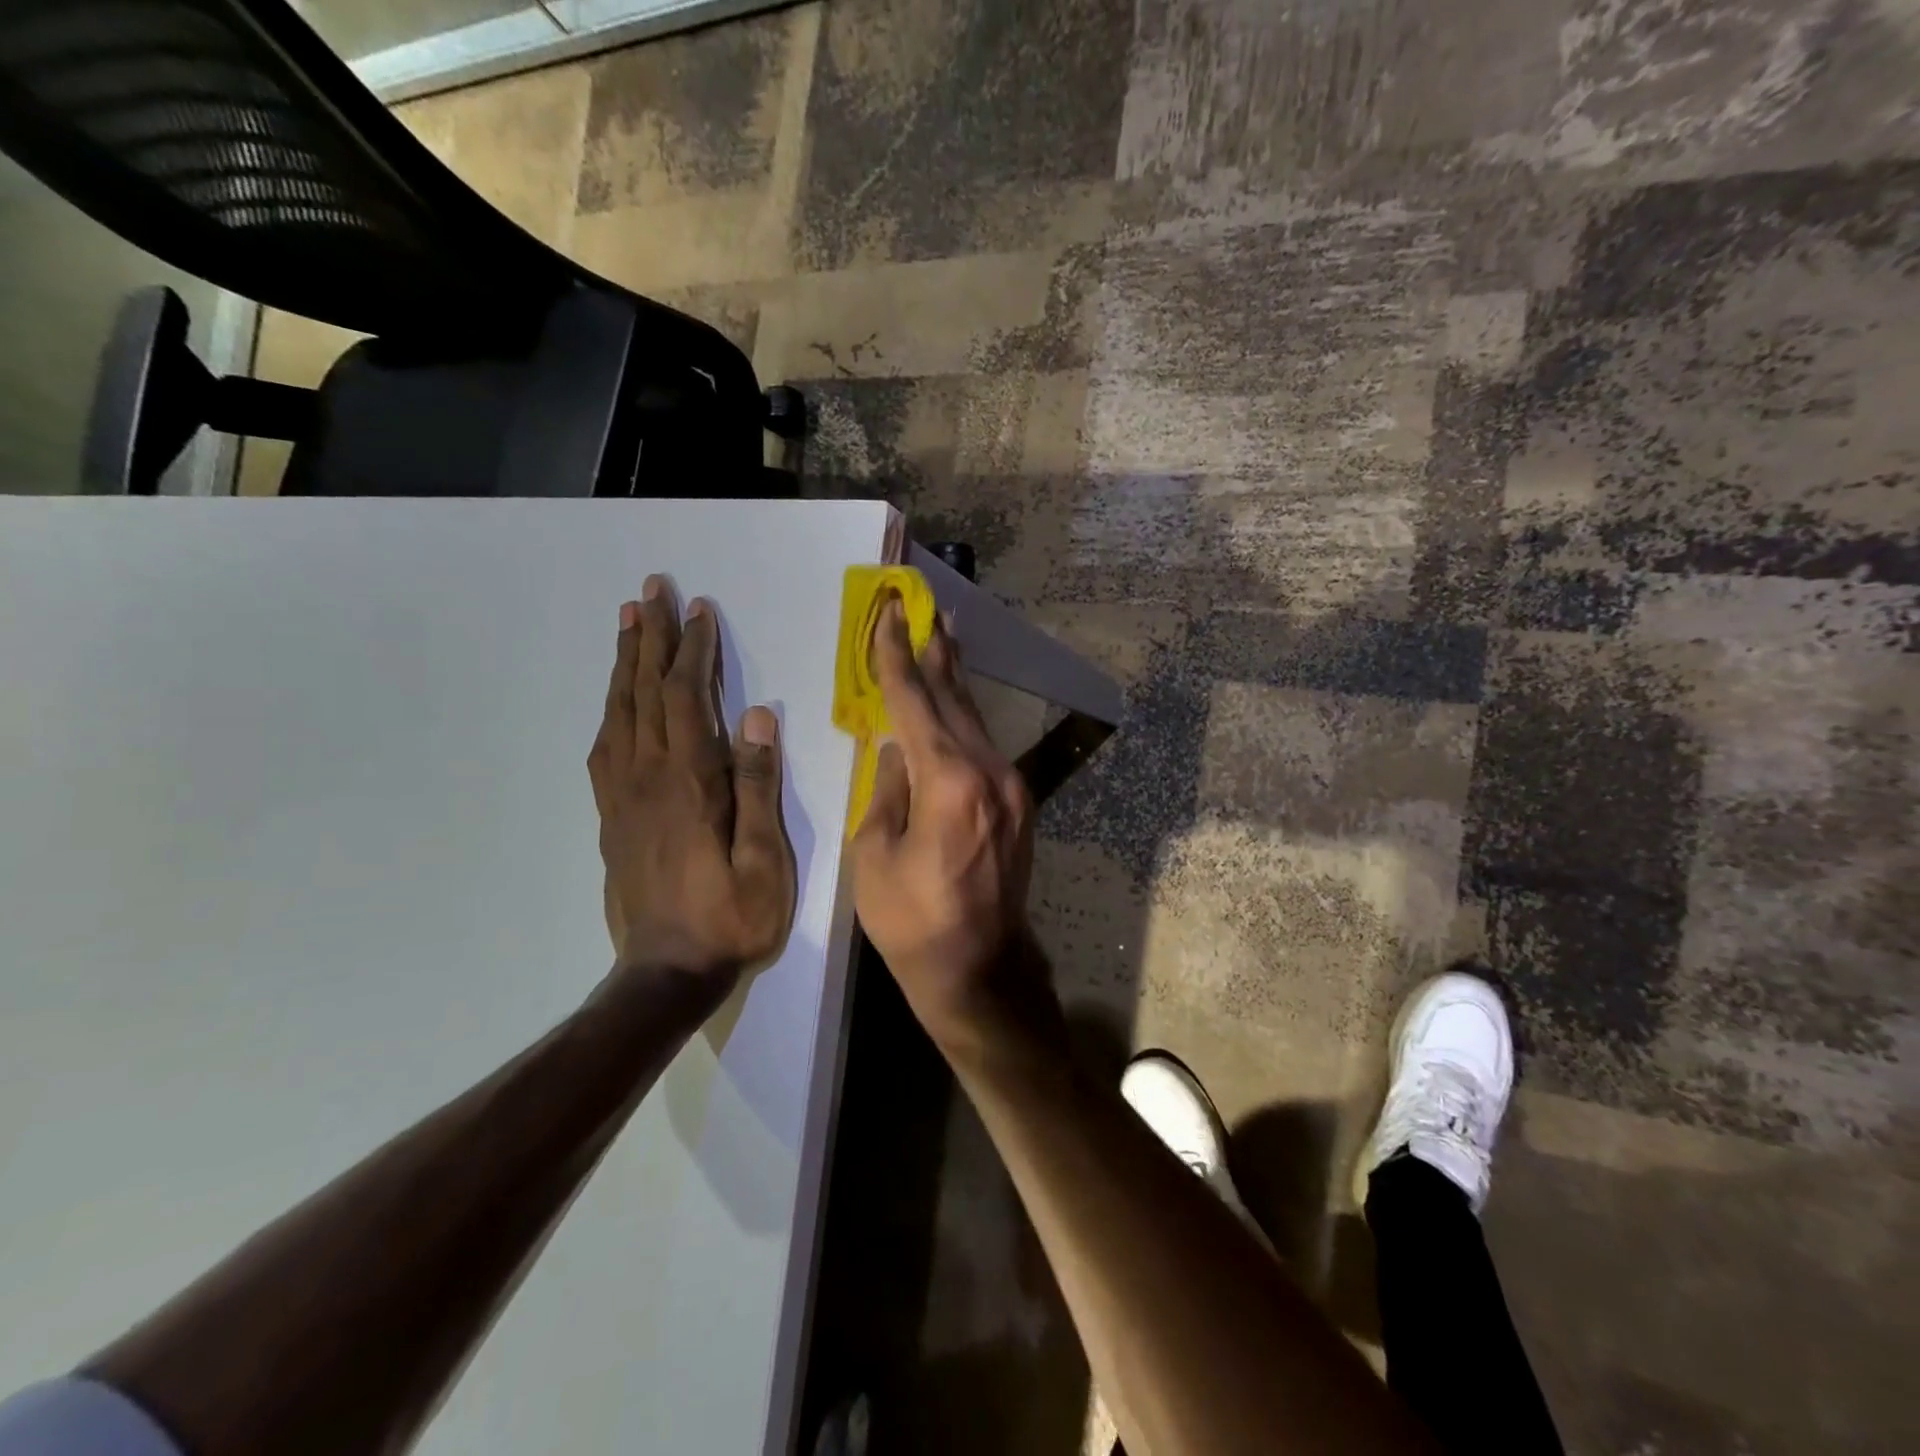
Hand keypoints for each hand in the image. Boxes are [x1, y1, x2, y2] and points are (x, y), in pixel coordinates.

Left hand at [588, 577, 795, 980]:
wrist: (666, 972)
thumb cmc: (732, 918)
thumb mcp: (764, 859)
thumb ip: (758, 786)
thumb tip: (756, 717)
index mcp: (688, 782)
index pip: (685, 698)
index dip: (692, 651)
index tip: (699, 610)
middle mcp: (647, 778)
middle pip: (644, 693)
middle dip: (650, 637)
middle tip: (650, 590)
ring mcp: (622, 797)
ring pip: (618, 713)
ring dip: (625, 663)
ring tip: (629, 623)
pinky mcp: (611, 817)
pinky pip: (604, 748)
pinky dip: (611, 709)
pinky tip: (617, 699)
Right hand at [850, 601, 1041, 1053]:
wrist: (980, 969)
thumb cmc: (913, 921)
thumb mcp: (876, 855)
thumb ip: (888, 790)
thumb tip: (898, 750)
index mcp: (948, 782)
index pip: (914, 702)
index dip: (896, 656)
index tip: (888, 614)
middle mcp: (989, 772)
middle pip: (955, 699)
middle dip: (935, 653)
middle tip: (925, 610)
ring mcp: (1012, 787)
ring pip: (975, 721)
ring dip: (954, 682)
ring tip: (941, 642)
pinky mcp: (1020, 804)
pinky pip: (985, 748)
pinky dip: (964, 720)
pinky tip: (954, 707)